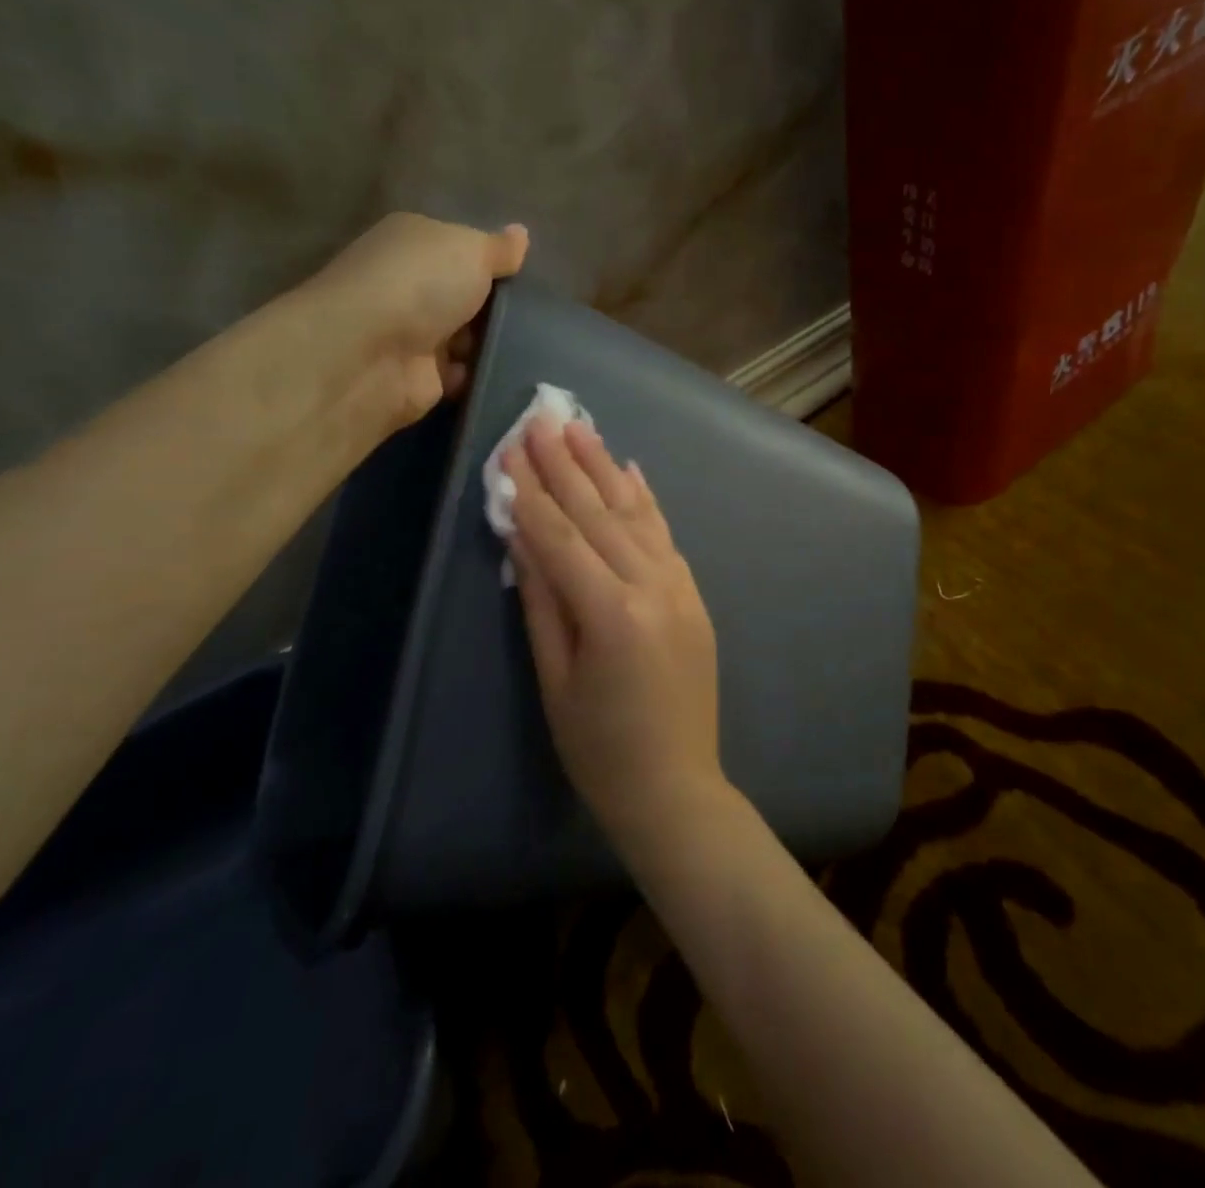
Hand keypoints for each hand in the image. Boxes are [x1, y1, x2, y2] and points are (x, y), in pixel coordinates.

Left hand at [293, 212, 528, 440]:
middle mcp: (408, 285)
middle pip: (466, 295)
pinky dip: (483, 375)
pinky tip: (514, 374)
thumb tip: (520, 234)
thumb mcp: (471, 249)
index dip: (492, 261)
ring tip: (536, 346)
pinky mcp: (421, 378)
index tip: (527, 276)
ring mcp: (413, 334)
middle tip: (539, 315)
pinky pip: (464, 374)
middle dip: (499, 306)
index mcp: (413, 242)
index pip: (459, 248)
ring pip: (469, 337)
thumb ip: (499, 248)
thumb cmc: (420, 285)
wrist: (371, 355)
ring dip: (495, 343)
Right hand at [504, 419, 726, 853]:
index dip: (532, 492)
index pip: (561, 537)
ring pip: (636, 515)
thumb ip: (542, 602)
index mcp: (612, 613)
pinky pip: (666, 536)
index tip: (510, 448)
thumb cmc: (599, 748)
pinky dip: (646, 501)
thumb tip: (522, 536)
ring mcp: (680, 587)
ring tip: (581, 428)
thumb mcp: (555, 679)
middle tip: (543, 417)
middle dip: (566, 464)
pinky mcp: (694, 595)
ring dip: (606, 468)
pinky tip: (631, 470)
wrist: (676, 786)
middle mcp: (653, 587)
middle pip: (600, 514)